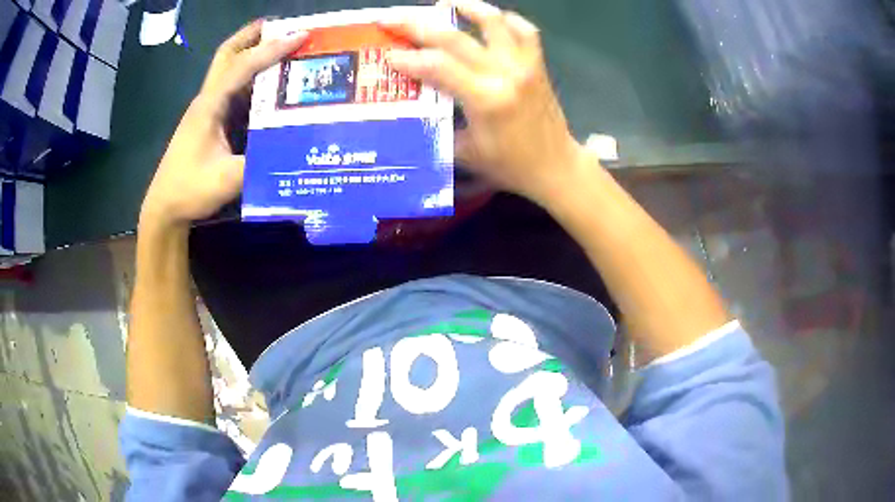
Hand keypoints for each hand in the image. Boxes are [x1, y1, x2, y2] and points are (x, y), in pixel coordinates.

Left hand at [140, 21, 307, 229]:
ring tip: (281, 46)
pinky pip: (232, 88)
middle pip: (227, 54)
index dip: (272, 48)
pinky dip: (250, 75)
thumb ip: (261, 162)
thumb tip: (295, 147)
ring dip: (252, 52)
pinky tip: (267, 81)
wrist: (164, 209)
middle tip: (281, 25)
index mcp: (209, 106)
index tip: (302, 35)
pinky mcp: (209, 121)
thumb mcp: (227, 180)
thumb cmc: (189, 191)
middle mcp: (207, 100)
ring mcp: (206, 110)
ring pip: (229, 68)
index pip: (242, 66)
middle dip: (253, 34)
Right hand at [385, 0, 587, 204]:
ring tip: (444, 4)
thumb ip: (438, 126)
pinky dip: (506, 20)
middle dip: (417, 25)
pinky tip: (490, 19)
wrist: (555, 166)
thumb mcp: (465, 152)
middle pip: (455, 38)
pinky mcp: (538, 64)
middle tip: (391, 18)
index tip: (387, 54)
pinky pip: (525, 31)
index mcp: (485, 100)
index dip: (408, 58)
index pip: (438, 67)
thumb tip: (413, 106)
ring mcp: (524, 65)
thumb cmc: (509, 165)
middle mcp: (505, 74)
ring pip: (494, 22)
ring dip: (466, 7)